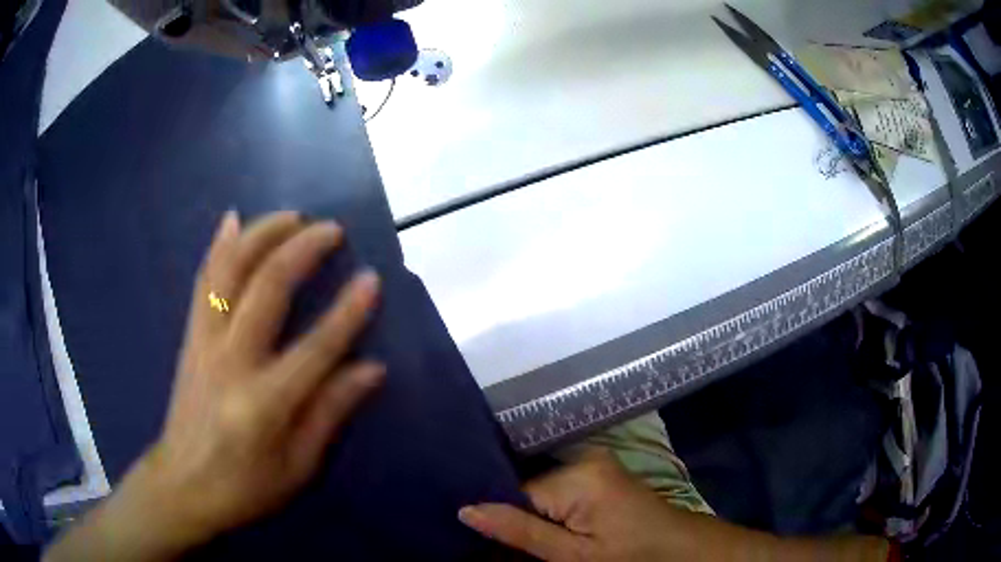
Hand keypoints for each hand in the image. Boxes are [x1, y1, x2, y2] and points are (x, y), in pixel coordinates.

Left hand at [46, 211, 384, 560]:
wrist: (183, 484)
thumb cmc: (245, 486)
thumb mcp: (298, 467)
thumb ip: (331, 413)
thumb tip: (371, 368)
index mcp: (265, 404)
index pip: (317, 347)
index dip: (349, 311)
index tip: (372, 279)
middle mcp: (231, 362)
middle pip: (266, 288)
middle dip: (302, 249)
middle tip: (331, 229)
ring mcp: (205, 343)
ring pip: (230, 271)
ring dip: (261, 235)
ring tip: (291, 216)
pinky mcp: (190, 337)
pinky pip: (204, 281)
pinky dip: (219, 246)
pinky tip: (233, 220)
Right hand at [459, 451, 691, 560]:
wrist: (677, 548)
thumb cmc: (629, 556)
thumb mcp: (572, 556)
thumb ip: (520, 531)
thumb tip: (465, 510)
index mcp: (576, 476)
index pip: (513, 491)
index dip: (500, 518)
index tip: (485, 541)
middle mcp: (582, 457)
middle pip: (526, 488)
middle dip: (516, 516)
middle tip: (511, 545)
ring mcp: (593, 461)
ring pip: (540, 489)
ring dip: (533, 515)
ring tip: (535, 538)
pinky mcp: (598, 471)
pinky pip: (559, 487)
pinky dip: (550, 509)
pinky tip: (552, 527)